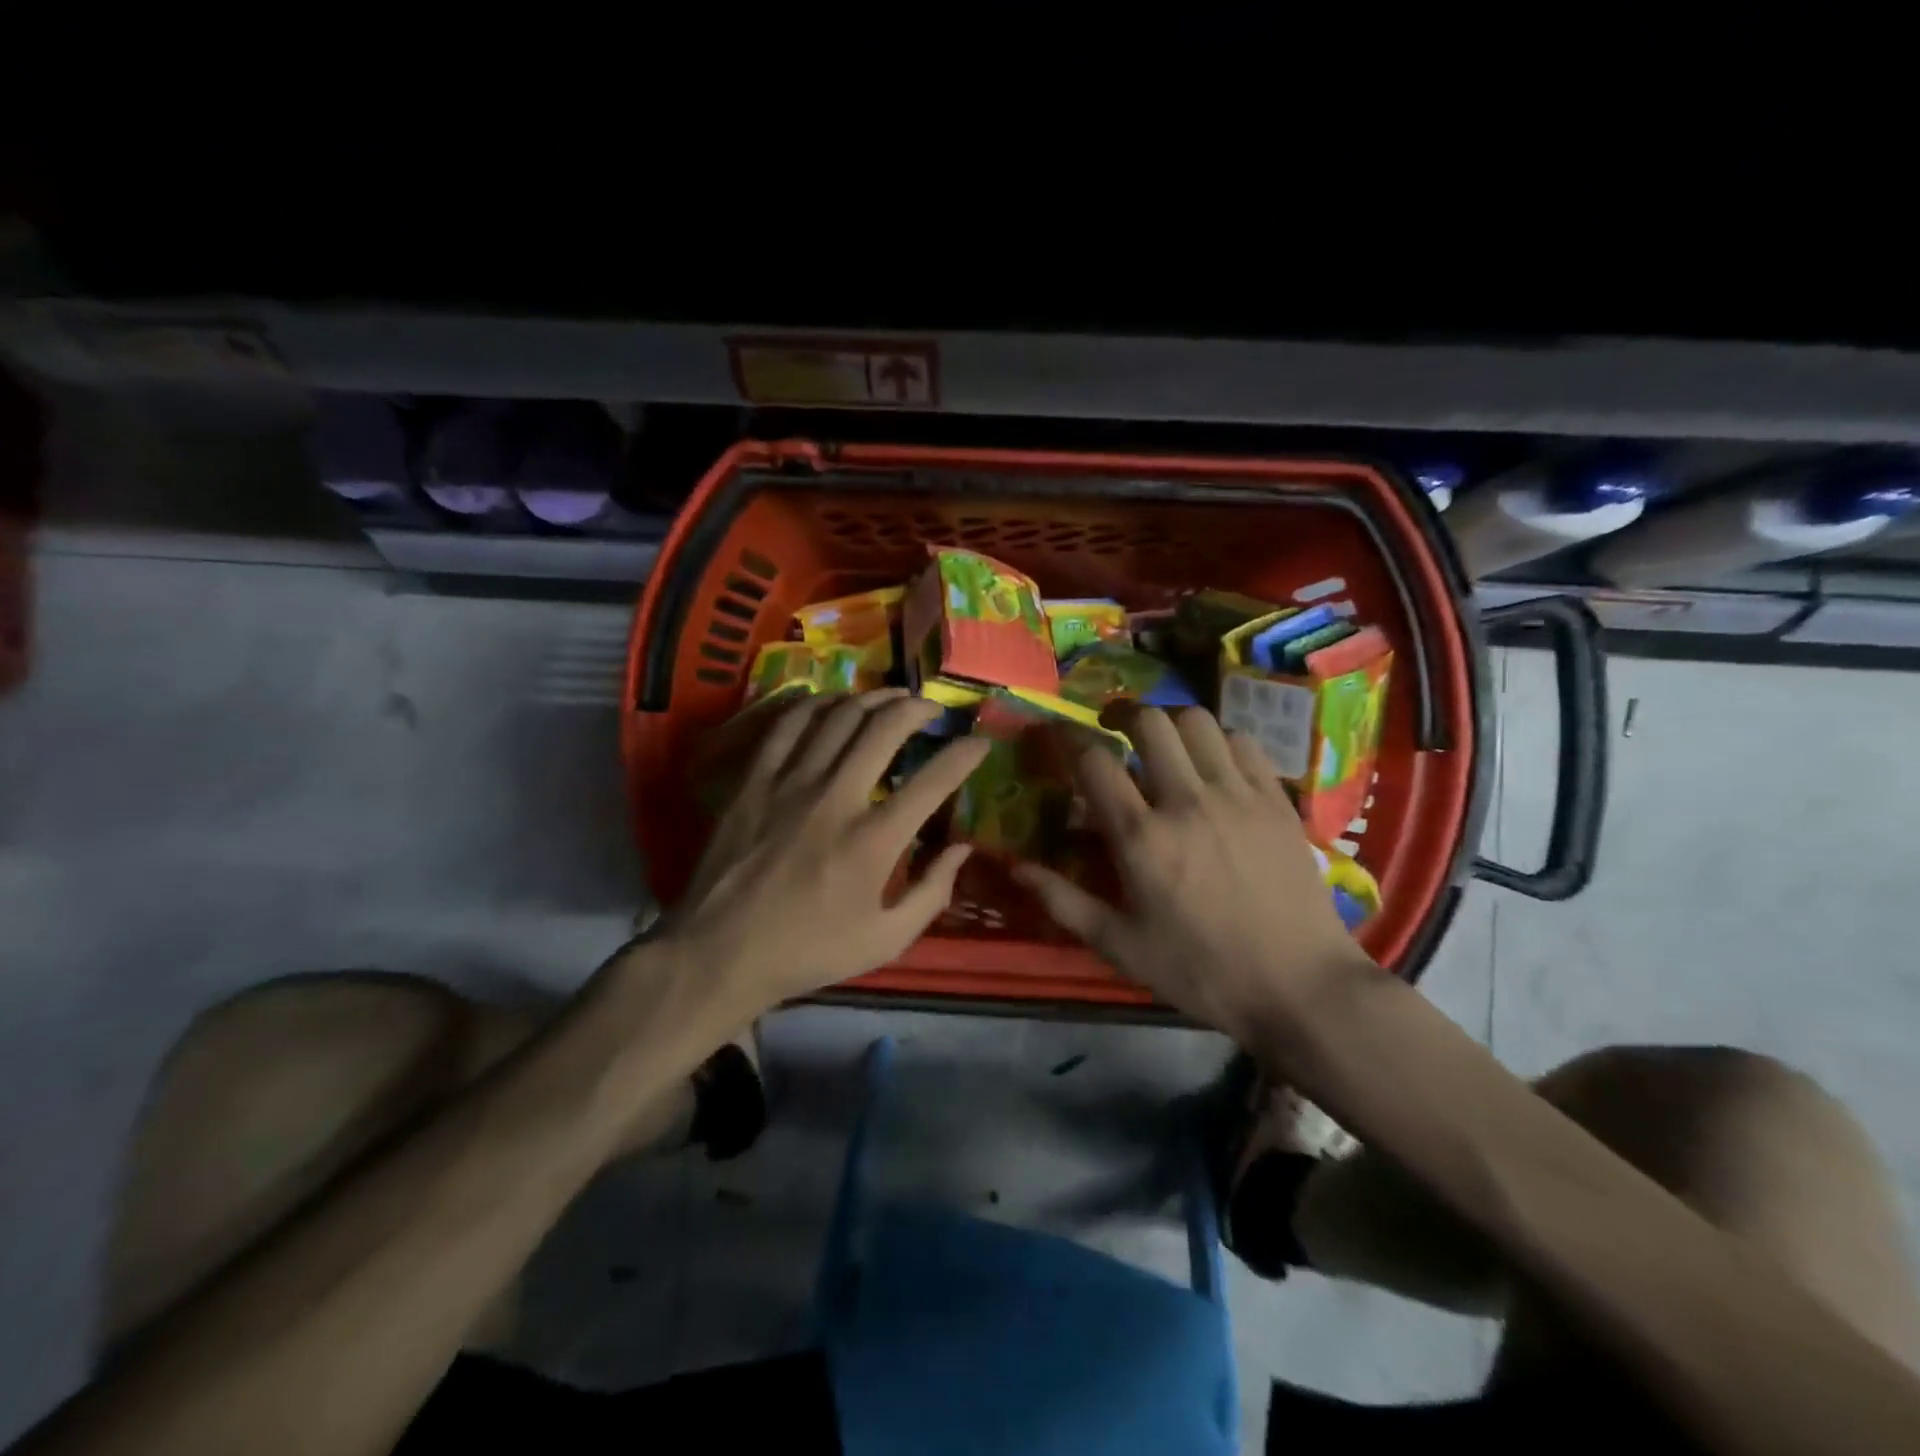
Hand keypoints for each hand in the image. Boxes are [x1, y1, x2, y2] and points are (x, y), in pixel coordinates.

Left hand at [660, 690, 989, 1011]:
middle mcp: (836, 798)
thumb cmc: (809, 951)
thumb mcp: (885, 941)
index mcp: (873, 841)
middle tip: (932, 710)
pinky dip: (816, 704)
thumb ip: (932, 893)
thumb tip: (962, 848)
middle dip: (918, 708)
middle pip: (884, 728)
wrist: (721, 952)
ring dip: (872, 699)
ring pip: (838, 716)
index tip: (980, 742)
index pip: (934, 781)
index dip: (965, 754)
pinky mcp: (754, 779)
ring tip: (891, 699)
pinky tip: (832, 704)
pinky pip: (788, 724)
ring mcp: (790, 783)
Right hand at [1014, 705, 1374, 1040]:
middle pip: (1149, 723)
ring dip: (1171, 723)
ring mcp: (1237, 795)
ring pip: (1198, 722)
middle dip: (1122, 716)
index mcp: (1142, 838)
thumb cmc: (1201, 970)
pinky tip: (1213, 764)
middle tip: (1114, 730)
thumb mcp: (1121, 946)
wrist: (1299, 986)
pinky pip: (1243, 742)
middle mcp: (1187, 802)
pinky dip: (1219, 741)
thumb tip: (1014, 867)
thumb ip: (1063, 901)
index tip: (1058, 736)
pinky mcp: (1276, 800)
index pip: (1094, 762)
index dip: (1068, 739)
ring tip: (1164, 743)